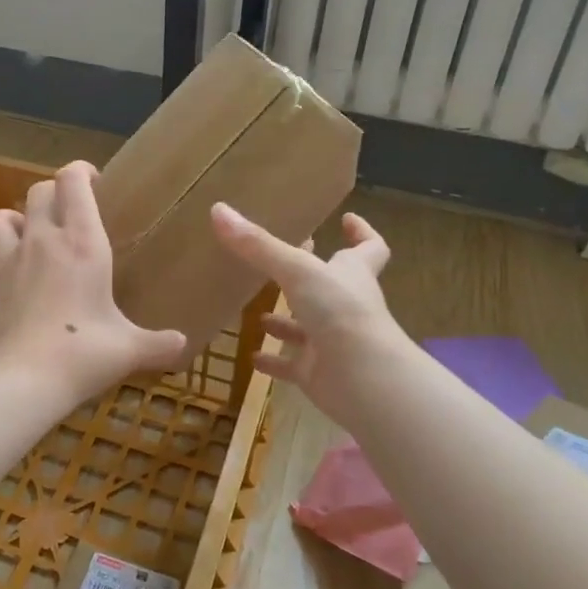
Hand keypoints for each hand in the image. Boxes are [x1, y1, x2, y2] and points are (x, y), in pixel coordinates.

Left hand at [0, 162, 188, 408]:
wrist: (18, 381)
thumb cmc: (81, 354)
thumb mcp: (128, 350)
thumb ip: (159, 344)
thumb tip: (183, 346)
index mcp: (82, 242)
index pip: (72, 180)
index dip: (81, 171)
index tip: (96, 182)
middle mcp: (43, 239)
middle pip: (40, 190)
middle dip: (57, 192)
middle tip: (75, 212)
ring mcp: (10, 258)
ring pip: (5, 213)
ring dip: (21, 216)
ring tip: (37, 235)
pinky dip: (5, 247)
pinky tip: (20, 272)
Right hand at [209, 204, 402, 425]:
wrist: (363, 378)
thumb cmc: (340, 311)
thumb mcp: (296, 269)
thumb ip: (257, 245)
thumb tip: (218, 210)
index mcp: (352, 274)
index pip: (369, 247)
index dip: (361, 233)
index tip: (347, 219)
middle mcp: (346, 305)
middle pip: (332, 286)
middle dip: (307, 278)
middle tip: (280, 265)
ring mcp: (333, 341)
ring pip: (308, 327)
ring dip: (285, 322)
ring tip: (257, 314)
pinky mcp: (318, 372)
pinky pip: (292, 365)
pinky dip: (273, 362)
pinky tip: (251, 357)